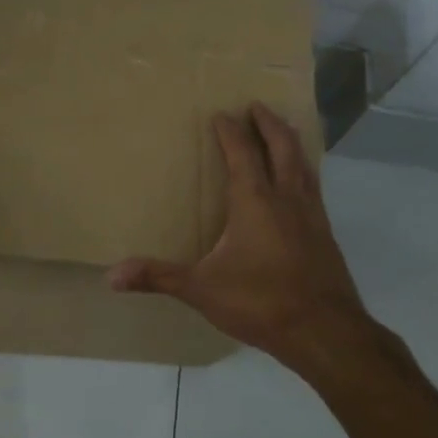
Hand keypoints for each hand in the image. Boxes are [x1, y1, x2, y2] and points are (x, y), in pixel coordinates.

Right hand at [108, 104, 375, 368]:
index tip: (221, 113)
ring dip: (291, 142)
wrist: (325, 332)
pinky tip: (300, 185)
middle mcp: (286, 198)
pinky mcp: (326, 235)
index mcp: (255, 201)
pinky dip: (304, 171)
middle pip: (282, 147)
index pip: (242, 153)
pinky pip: (314, 188)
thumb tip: (111, 276)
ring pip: (304, 165)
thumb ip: (159, 277)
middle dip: (268, 123)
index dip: (230, 131)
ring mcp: (312, 215)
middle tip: (257, 105)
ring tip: (284, 131)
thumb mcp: (202, 290)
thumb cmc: (260, 302)